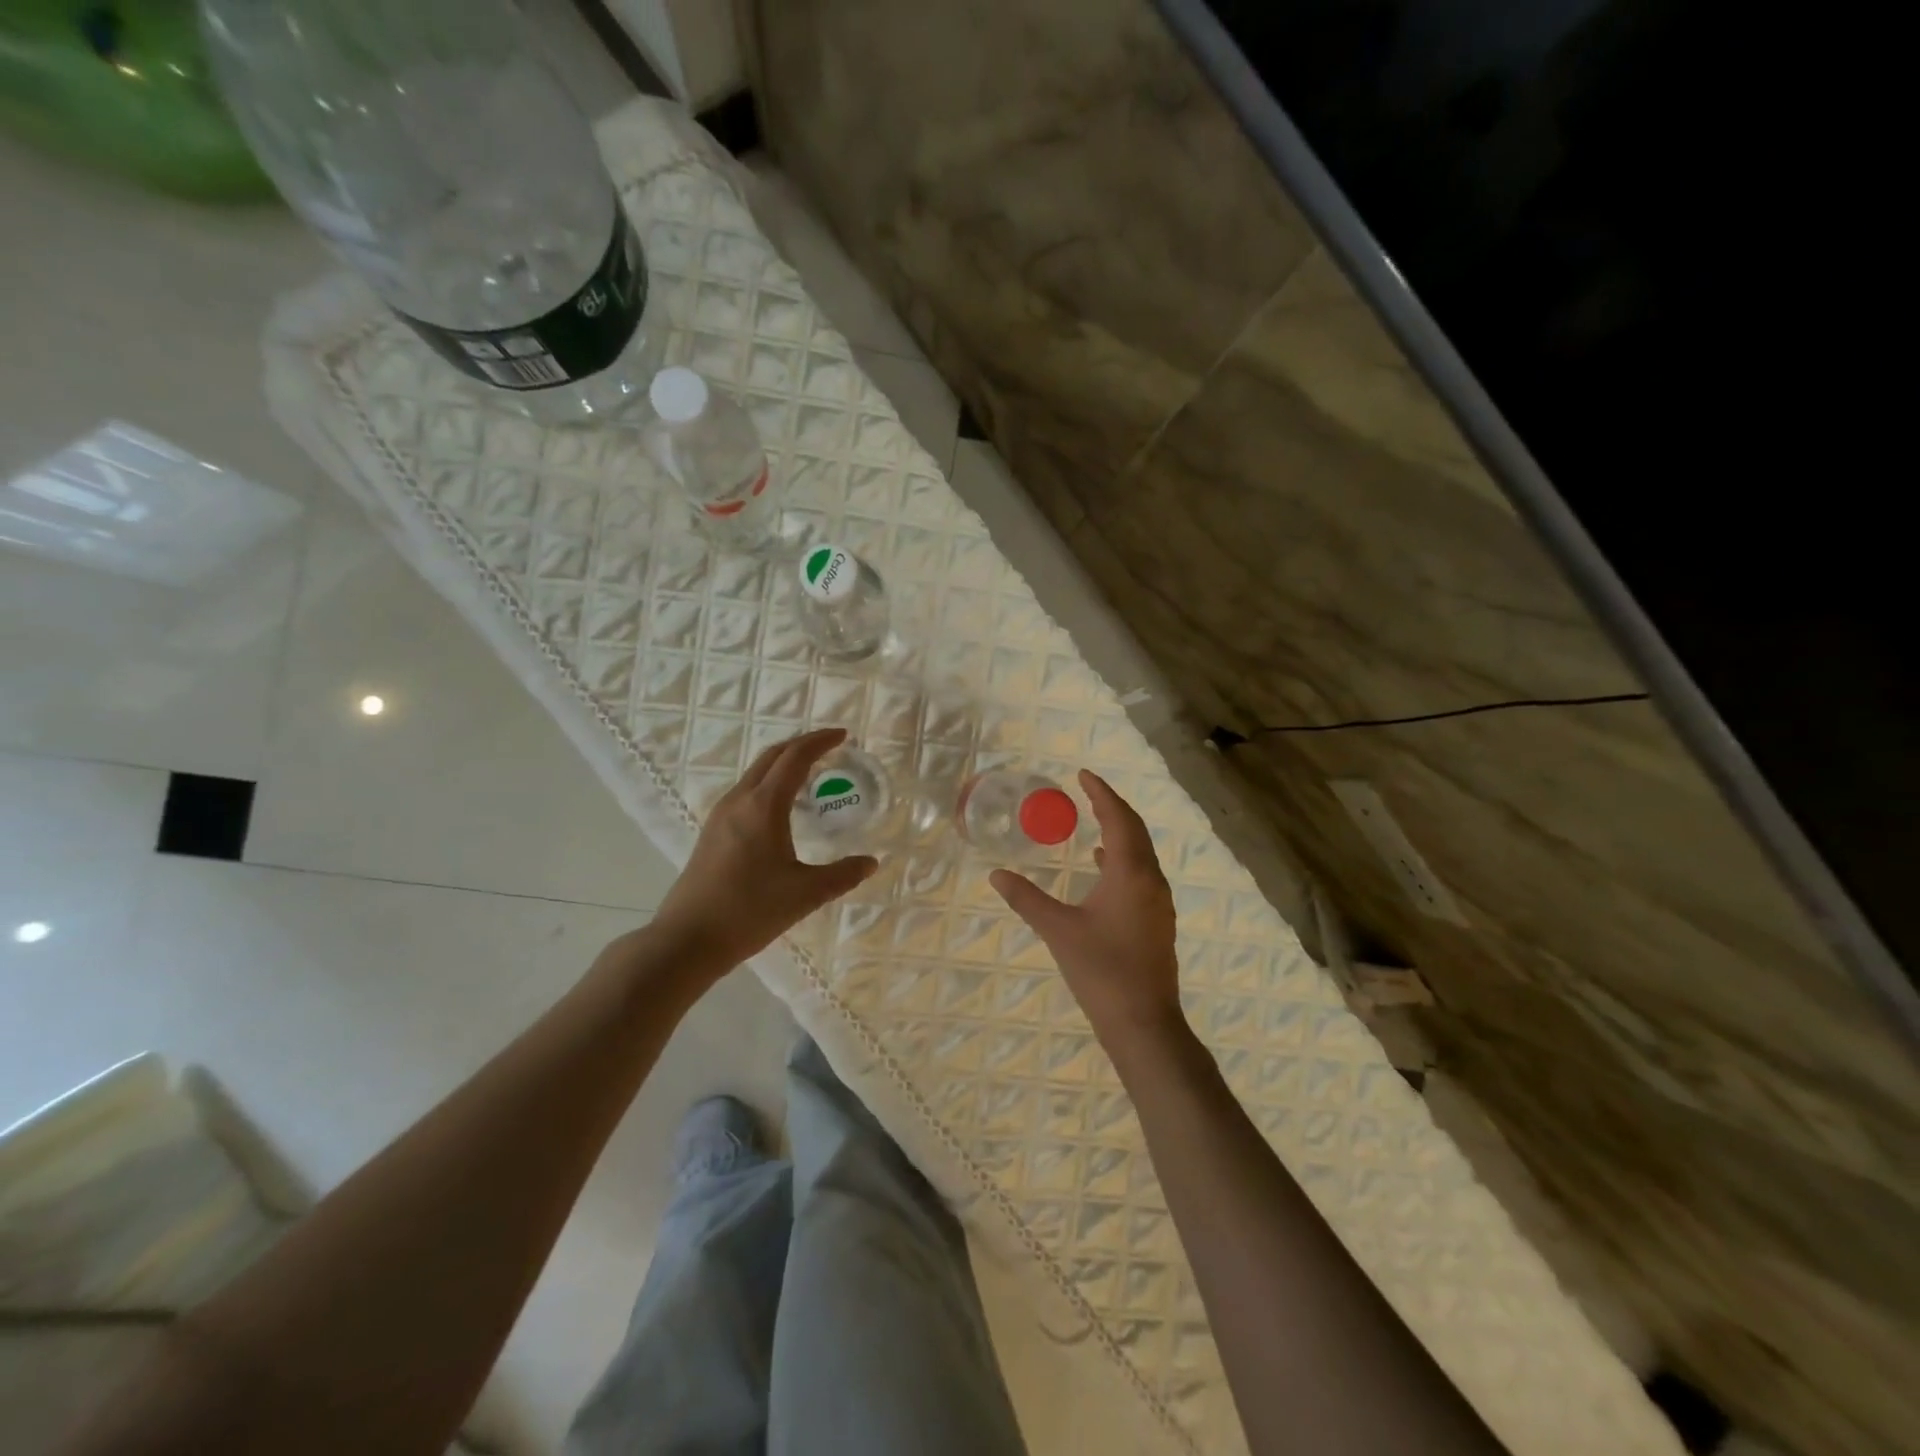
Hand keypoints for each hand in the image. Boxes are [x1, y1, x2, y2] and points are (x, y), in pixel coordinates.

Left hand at [650, 727, 877, 973]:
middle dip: (802, 745)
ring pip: (756, 773)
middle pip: (772, 756)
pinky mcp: (713, 832)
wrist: (688, 939)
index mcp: (764, 806)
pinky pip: (746, 792)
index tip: (844, 736)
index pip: (795, 758)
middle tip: (830, 747)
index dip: (820, 741)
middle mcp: (739, 800)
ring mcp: (721, 815)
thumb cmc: (749, 911)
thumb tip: (870, 863)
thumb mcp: (805, 894)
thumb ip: (842, 875)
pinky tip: (782, 809)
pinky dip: (770, 784)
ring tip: (810, 775)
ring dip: (783, 764)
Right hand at [990, 770, 1184, 1048]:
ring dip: (1120, 832)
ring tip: (1094, 820)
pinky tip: (1102, 866)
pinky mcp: (1157, 922)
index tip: (1083, 774)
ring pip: (1141, 854)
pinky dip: (1122, 858)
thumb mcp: (1058, 931)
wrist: (1144, 1023)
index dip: (1101, 794)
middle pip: (1135, 831)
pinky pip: (1141, 874)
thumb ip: (1027, 899)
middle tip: (1089, 790)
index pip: (1118, 819)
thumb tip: (996, 874)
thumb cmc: (1101, 971)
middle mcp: (1150, 881)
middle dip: (1112, 807)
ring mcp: (1158, 903)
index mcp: (1130, 874)